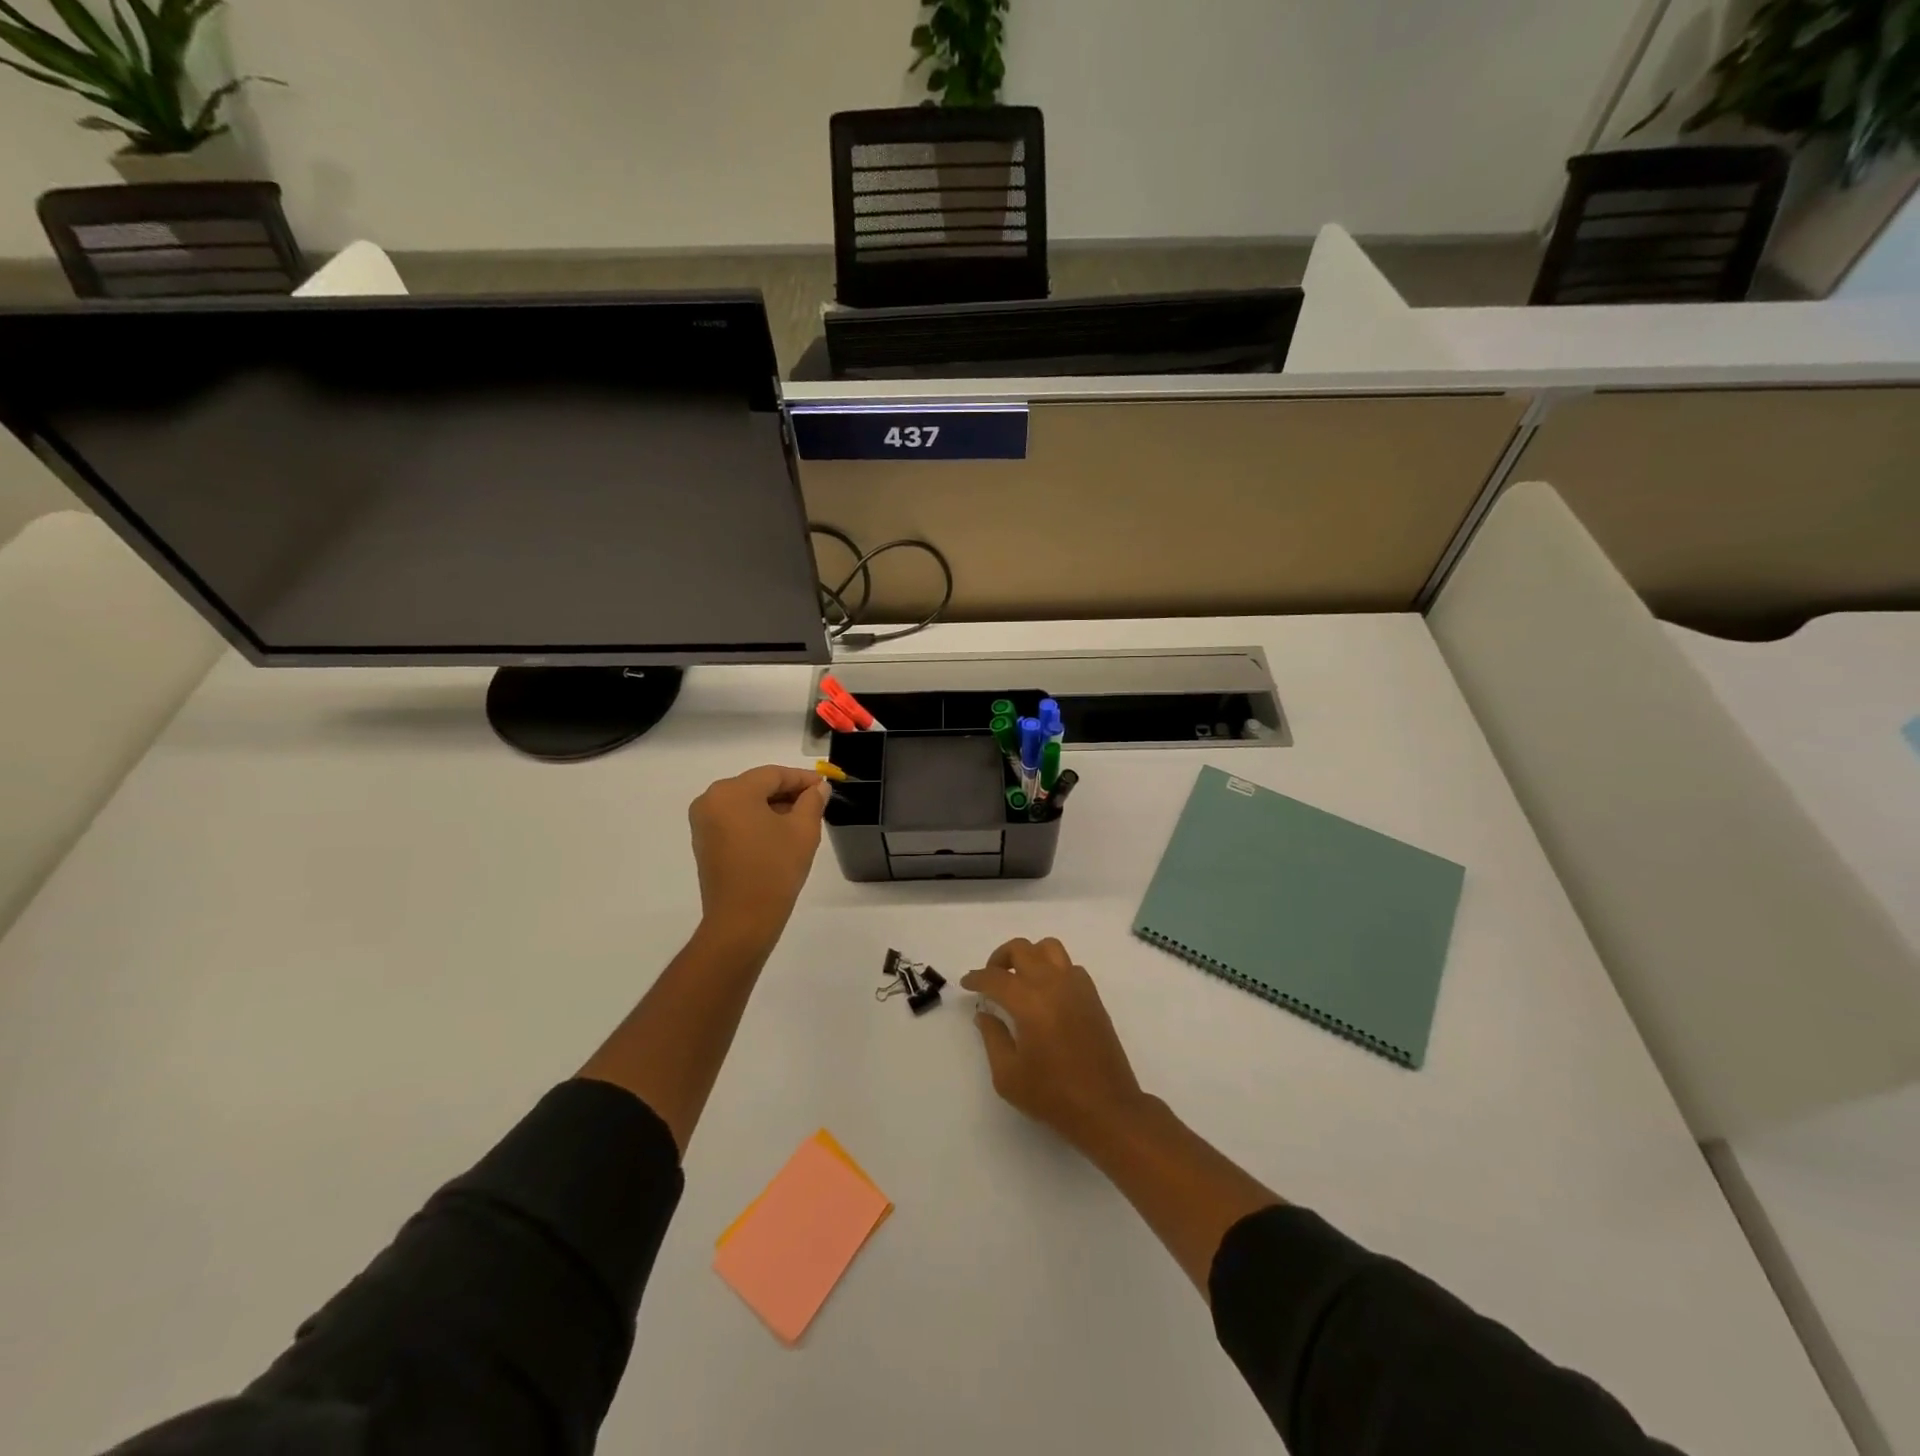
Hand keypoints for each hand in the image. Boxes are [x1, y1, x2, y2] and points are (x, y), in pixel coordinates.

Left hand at [688, 765, 829, 953]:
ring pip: (746, 802)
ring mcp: (703, 822)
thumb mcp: (803, 831)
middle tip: (817, 802)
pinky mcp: (704, 841)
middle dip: (788, 792)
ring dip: (773, 807)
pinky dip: (757, 820)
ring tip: (802, 819)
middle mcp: (711, 800)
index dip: (802, 778)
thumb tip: (819, 788)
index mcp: (732, 792)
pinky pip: (735, 819)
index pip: (773, 774)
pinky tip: (779, 833)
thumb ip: (812, 801)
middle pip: (757, 786)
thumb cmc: (774, 870)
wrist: (742, 920)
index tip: (826, 785)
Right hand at [962, 938, 1151, 1149]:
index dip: (977, 978)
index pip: (995, 977)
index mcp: (1030, 1002)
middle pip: (1022, 949)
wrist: (1107, 1108)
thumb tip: (985, 1014)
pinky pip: (1069, 966)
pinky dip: (1053, 969)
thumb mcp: (1008, 1075)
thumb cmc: (1053, 1096)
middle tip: (990, 980)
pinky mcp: (1093, 996)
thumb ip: (993, 1037)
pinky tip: (1046, 994)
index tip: (967, 983)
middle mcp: (1053, 984)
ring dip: (1029, 955)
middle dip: (1000, 959)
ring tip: (1019, 979)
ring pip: (1049, 948)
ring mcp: (1077, 987)